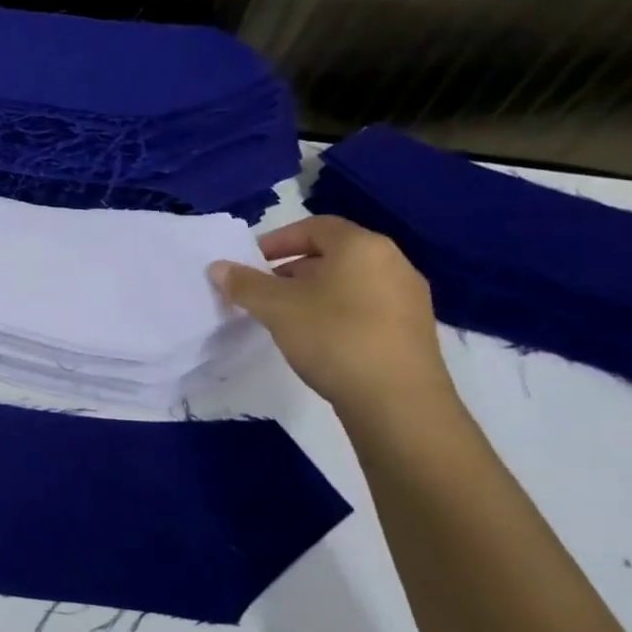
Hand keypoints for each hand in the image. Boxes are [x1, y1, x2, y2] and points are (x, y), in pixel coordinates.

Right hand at [209, 215, 451, 417]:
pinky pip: (366, 307)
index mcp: (363, 247)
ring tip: (285, 316)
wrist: (399, 404)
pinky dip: (337, 312)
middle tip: (262, 290)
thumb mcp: (276, 308)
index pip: (315, 227)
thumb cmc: (334, 338)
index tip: (251, 262)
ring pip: (349, 282)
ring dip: (313, 292)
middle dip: (291, 268)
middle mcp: (393, 263)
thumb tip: (218, 267)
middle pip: (333, 254)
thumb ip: (244, 283)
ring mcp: (408, 299)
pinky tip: (317, 338)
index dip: (278, 240)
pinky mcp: (413, 331)